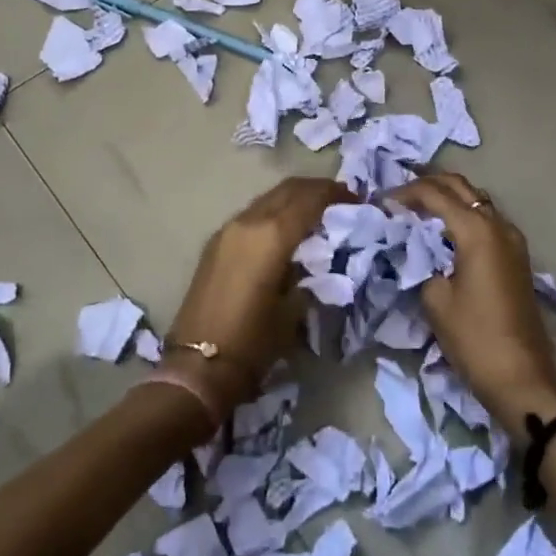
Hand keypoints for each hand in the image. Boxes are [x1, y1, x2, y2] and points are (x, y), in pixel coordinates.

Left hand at [166, 177, 353, 416]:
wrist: (198, 366)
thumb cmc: (254, 341)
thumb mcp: (294, 308)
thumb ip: (309, 272)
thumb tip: (318, 255)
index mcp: (271, 235)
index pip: (310, 199)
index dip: (336, 194)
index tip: (357, 199)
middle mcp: (248, 221)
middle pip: (288, 189)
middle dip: (316, 189)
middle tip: (341, 199)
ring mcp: (228, 229)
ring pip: (268, 198)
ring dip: (294, 199)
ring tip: (317, 213)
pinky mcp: (216, 242)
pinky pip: (253, 214)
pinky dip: (275, 212)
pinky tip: (287, 230)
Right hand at [388, 172, 555, 435]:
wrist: (521, 378)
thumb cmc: (474, 338)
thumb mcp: (436, 300)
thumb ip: (422, 263)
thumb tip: (416, 250)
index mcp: (477, 230)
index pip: (435, 194)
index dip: (406, 193)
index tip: (381, 202)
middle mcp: (498, 225)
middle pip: (461, 187)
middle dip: (429, 185)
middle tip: (399, 195)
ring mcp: (512, 240)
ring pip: (477, 201)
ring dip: (449, 198)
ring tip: (418, 210)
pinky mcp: (517, 257)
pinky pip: (487, 221)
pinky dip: (464, 216)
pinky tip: (445, 232)